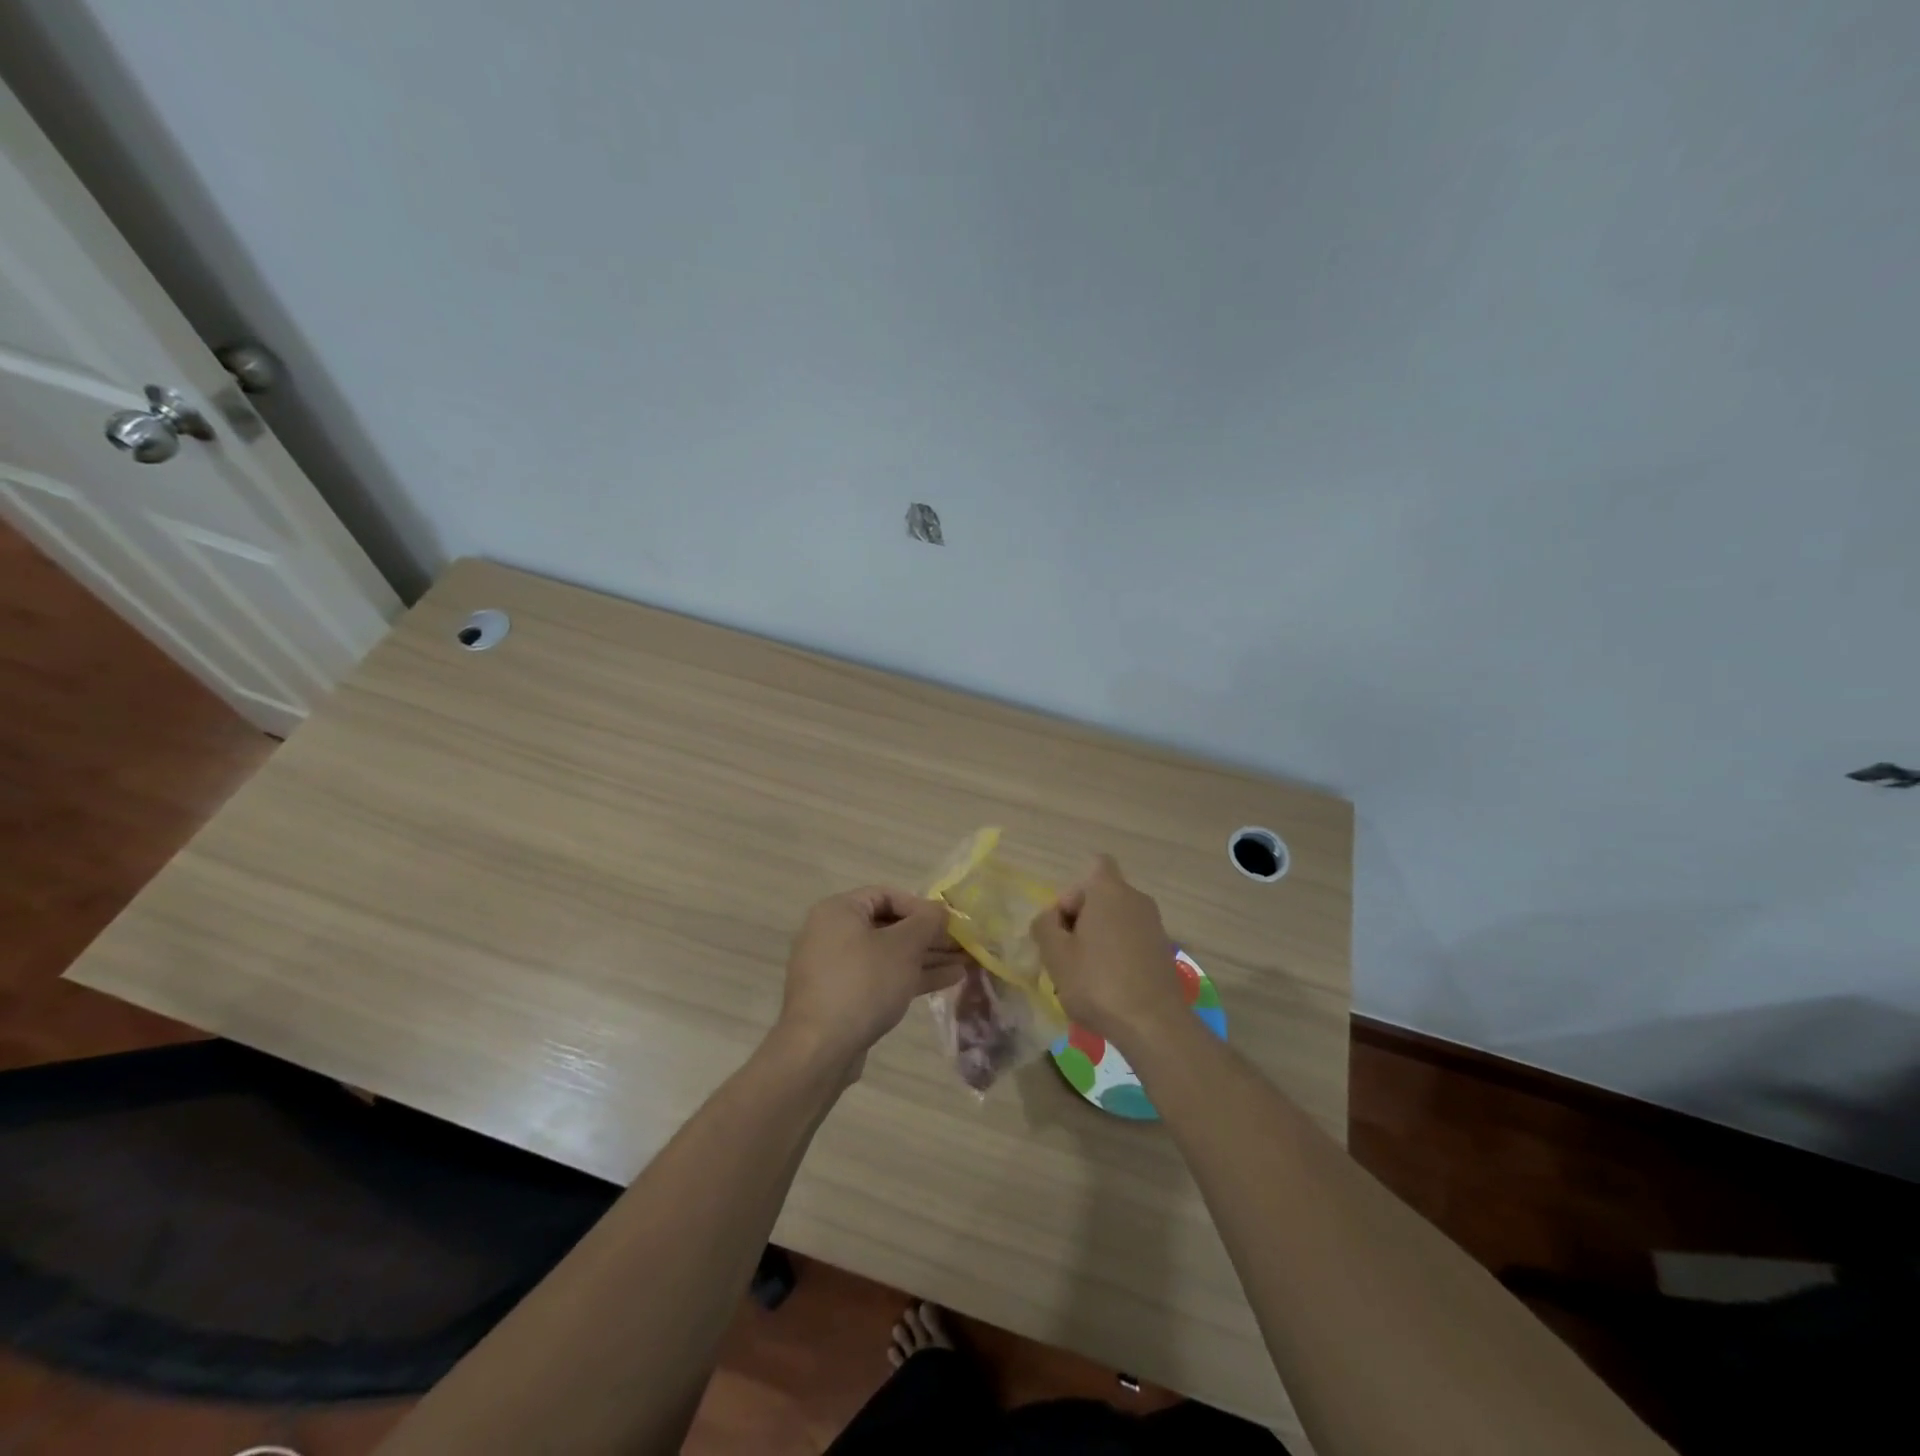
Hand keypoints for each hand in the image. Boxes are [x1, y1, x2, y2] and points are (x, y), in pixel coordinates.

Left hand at [776, 887, 966, 1074]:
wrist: (820, 1049)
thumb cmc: (863, 983)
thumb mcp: (903, 946)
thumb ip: (927, 922)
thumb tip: (941, 911)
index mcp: (839, 911)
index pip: (887, 895)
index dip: (921, 906)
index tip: (949, 921)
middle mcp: (833, 933)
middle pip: (889, 926)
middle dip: (929, 936)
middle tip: (962, 944)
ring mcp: (837, 968)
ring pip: (889, 955)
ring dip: (926, 957)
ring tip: (965, 963)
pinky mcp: (844, 997)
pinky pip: (882, 977)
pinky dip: (910, 976)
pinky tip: (948, 980)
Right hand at [1031, 856, 1186, 1050]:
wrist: (1154, 1025)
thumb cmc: (1098, 983)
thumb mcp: (1055, 954)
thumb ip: (1044, 925)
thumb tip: (1050, 917)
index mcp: (1109, 890)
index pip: (1094, 866)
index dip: (1073, 892)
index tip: (1064, 923)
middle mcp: (1136, 899)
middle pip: (1101, 896)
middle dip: (1080, 920)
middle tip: (1066, 954)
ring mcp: (1154, 925)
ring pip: (1115, 920)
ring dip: (1097, 939)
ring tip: (1084, 974)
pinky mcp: (1163, 950)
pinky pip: (1131, 940)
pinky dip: (1117, 954)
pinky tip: (1107, 985)